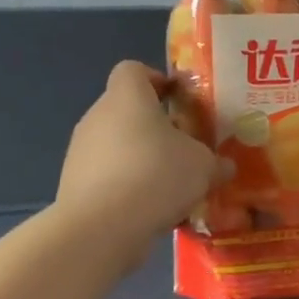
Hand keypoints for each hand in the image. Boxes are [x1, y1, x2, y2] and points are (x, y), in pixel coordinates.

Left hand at [57, 62, 216, 258]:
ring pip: (117, 146)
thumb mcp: (203, 166)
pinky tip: (149, 211)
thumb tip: (224, 166)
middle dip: (155, 129)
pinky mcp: (73, 184)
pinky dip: (126, 188)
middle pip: (127, 111)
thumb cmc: (156, 176)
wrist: (101, 228)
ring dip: (141, 160)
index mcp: (127, 97)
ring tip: (169, 188)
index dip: (157, 80)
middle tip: (183, 150)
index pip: (134, 70)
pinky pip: (107, 177)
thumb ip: (215, 161)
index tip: (179, 101)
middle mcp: (97, 116)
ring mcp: (80, 151)